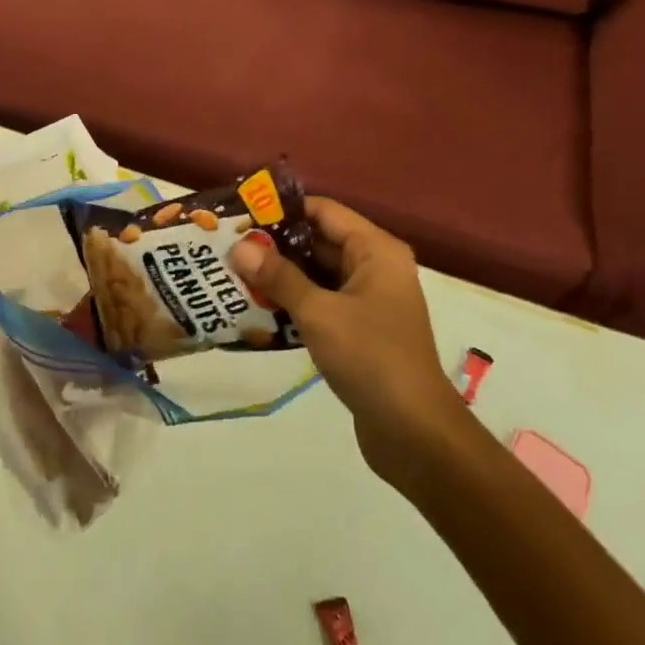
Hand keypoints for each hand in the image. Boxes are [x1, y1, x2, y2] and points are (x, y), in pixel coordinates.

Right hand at [229, 198, 464, 485]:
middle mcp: (375, 267)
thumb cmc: (371, 358)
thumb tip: (239, 247)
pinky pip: (323, 302)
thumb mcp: (319, 313)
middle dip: (276, 245)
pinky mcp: (361, 330)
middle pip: (320, 241)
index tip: (241, 215)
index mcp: (375, 250)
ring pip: (318, 275)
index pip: (323, 211)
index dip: (283, 211)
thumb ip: (279, 277)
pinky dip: (295, 303)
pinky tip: (258, 309)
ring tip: (234, 274)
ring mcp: (370, 300)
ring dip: (282, 276)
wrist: (415, 433)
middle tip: (229, 245)